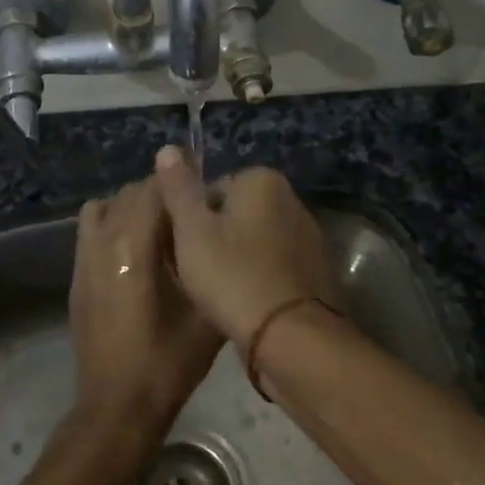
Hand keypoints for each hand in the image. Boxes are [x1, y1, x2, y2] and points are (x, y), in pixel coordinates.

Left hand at [67, 177, 222, 440]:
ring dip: (134, 206)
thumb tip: (222, 233)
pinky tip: (134, 250)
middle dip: (161, 195)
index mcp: (134, 246)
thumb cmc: (167, 362)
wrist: (117, 405)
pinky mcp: (76, 275)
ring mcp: (83, 257)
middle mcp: (103, 241)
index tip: (204, 197)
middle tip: (190, 218)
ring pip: (107, 205)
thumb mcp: (205, 314)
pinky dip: (111, 222)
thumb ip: (212, 265)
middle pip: (130, 193)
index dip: (180, 185)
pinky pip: (90, 227)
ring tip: (160, 230)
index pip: (154, 189)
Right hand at [153, 146, 336, 349]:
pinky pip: (274, 266)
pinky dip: (259, 278)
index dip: (191, 219)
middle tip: (195, 271)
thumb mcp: (192, 229)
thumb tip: (168, 147)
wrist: (289, 336)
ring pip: (255, 241)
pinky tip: (244, 302)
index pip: (211, 189)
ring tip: (217, 291)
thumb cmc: (232, 275)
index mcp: (263, 180)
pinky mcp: (316, 272)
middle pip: (235, 214)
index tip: (181, 248)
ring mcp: (309, 237)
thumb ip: (179, 188)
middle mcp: (292, 200)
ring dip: (237, 259)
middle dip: (215, 238)